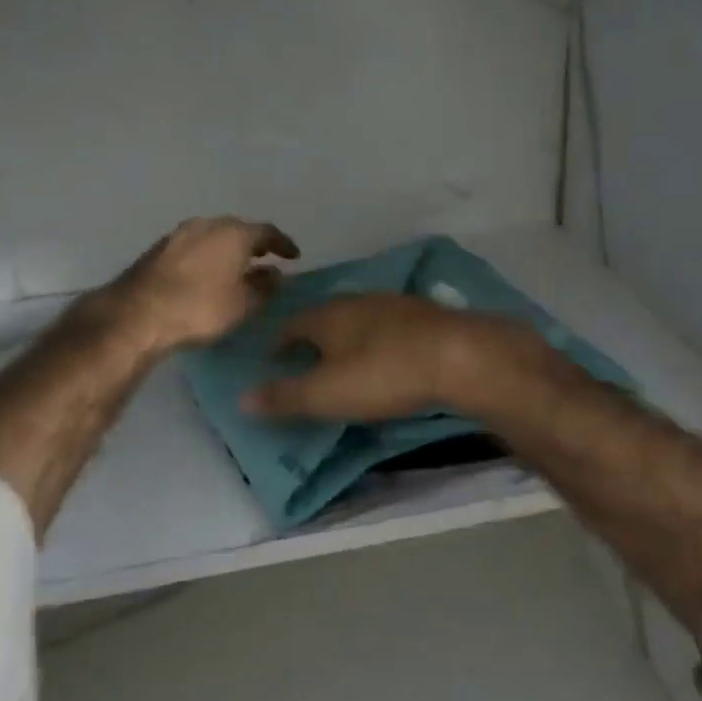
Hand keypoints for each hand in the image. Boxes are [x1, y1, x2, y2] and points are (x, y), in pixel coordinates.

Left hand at [111, 217, 299, 353]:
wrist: (138, 314)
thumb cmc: (201, 307)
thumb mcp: (243, 304)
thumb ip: (264, 287)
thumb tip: (274, 275)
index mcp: (234, 233)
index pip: (267, 232)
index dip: (283, 244)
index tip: (294, 256)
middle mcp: (207, 224)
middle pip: (237, 230)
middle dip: (253, 244)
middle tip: (265, 258)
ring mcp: (179, 234)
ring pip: (212, 236)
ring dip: (226, 250)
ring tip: (236, 267)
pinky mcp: (158, 249)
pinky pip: (193, 247)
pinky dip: (206, 257)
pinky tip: (207, 274)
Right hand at [243, 293, 535, 421]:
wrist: (459, 356)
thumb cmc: (384, 374)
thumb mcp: (327, 394)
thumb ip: (285, 397)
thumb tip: (241, 399)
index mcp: (329, 315)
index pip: (292, 324)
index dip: (279, 342)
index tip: (273, 360)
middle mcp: (359, 301)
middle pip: (327, 317)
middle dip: (315, 337)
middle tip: (308, 362)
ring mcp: (397, 305)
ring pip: (362, 319)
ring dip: (351, 338)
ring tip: (348, 360)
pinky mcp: (428, 317)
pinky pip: (393, 328)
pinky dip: (382, 341)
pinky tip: (391, 357)